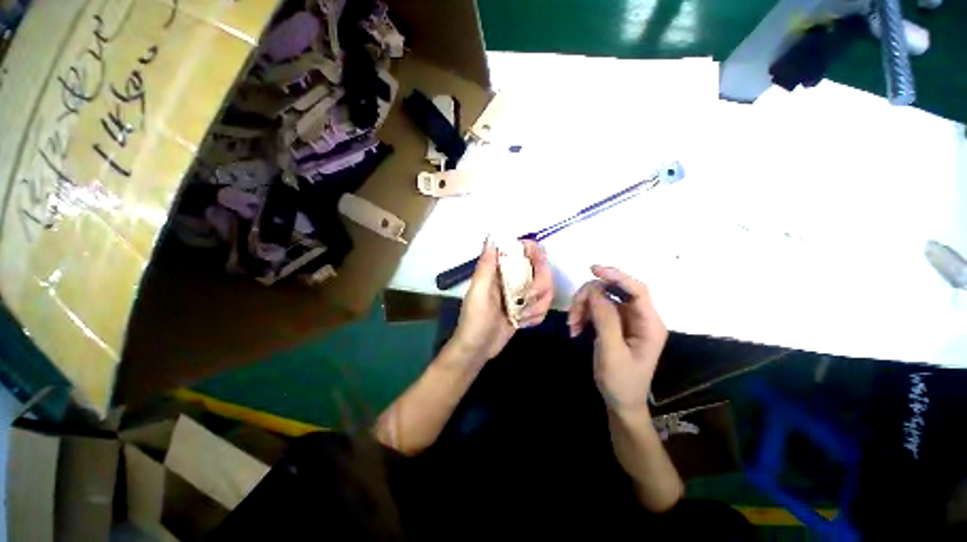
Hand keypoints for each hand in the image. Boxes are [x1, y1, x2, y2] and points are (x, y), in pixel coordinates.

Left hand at [449, 239, 553, 364]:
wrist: (478, 349)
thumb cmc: (475, 320)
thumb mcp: (479, 292)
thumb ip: (486, 266)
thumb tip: (491, 236)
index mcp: (499, 270)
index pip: (522, 251)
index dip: (534, 252)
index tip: (540, 262)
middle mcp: (512, 278)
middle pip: (541, 270)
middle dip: (540, 287)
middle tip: (528, 302)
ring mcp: (521, 294)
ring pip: (546, 290)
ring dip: (538, 306)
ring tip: (522, 317)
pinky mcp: (526, 309)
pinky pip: (543, 306)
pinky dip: (536, 316)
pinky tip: (523, 324)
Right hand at [567, 266, 667, 409]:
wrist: (620, 402)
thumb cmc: (621, 382)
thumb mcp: (612, 352)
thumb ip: (606, 320)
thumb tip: (595, 290)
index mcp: (650, 324)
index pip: (637, 290)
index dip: (617, 276)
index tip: (592, 270)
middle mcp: (640, 317)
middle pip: (614, 292)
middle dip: (590, 297)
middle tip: (573, 314)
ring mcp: (626, 320)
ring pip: (602, 299)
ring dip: (583, 307)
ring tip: (572, 326)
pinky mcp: (614, 324)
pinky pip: (596, 309)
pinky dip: (583, 315)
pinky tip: (575, 329)